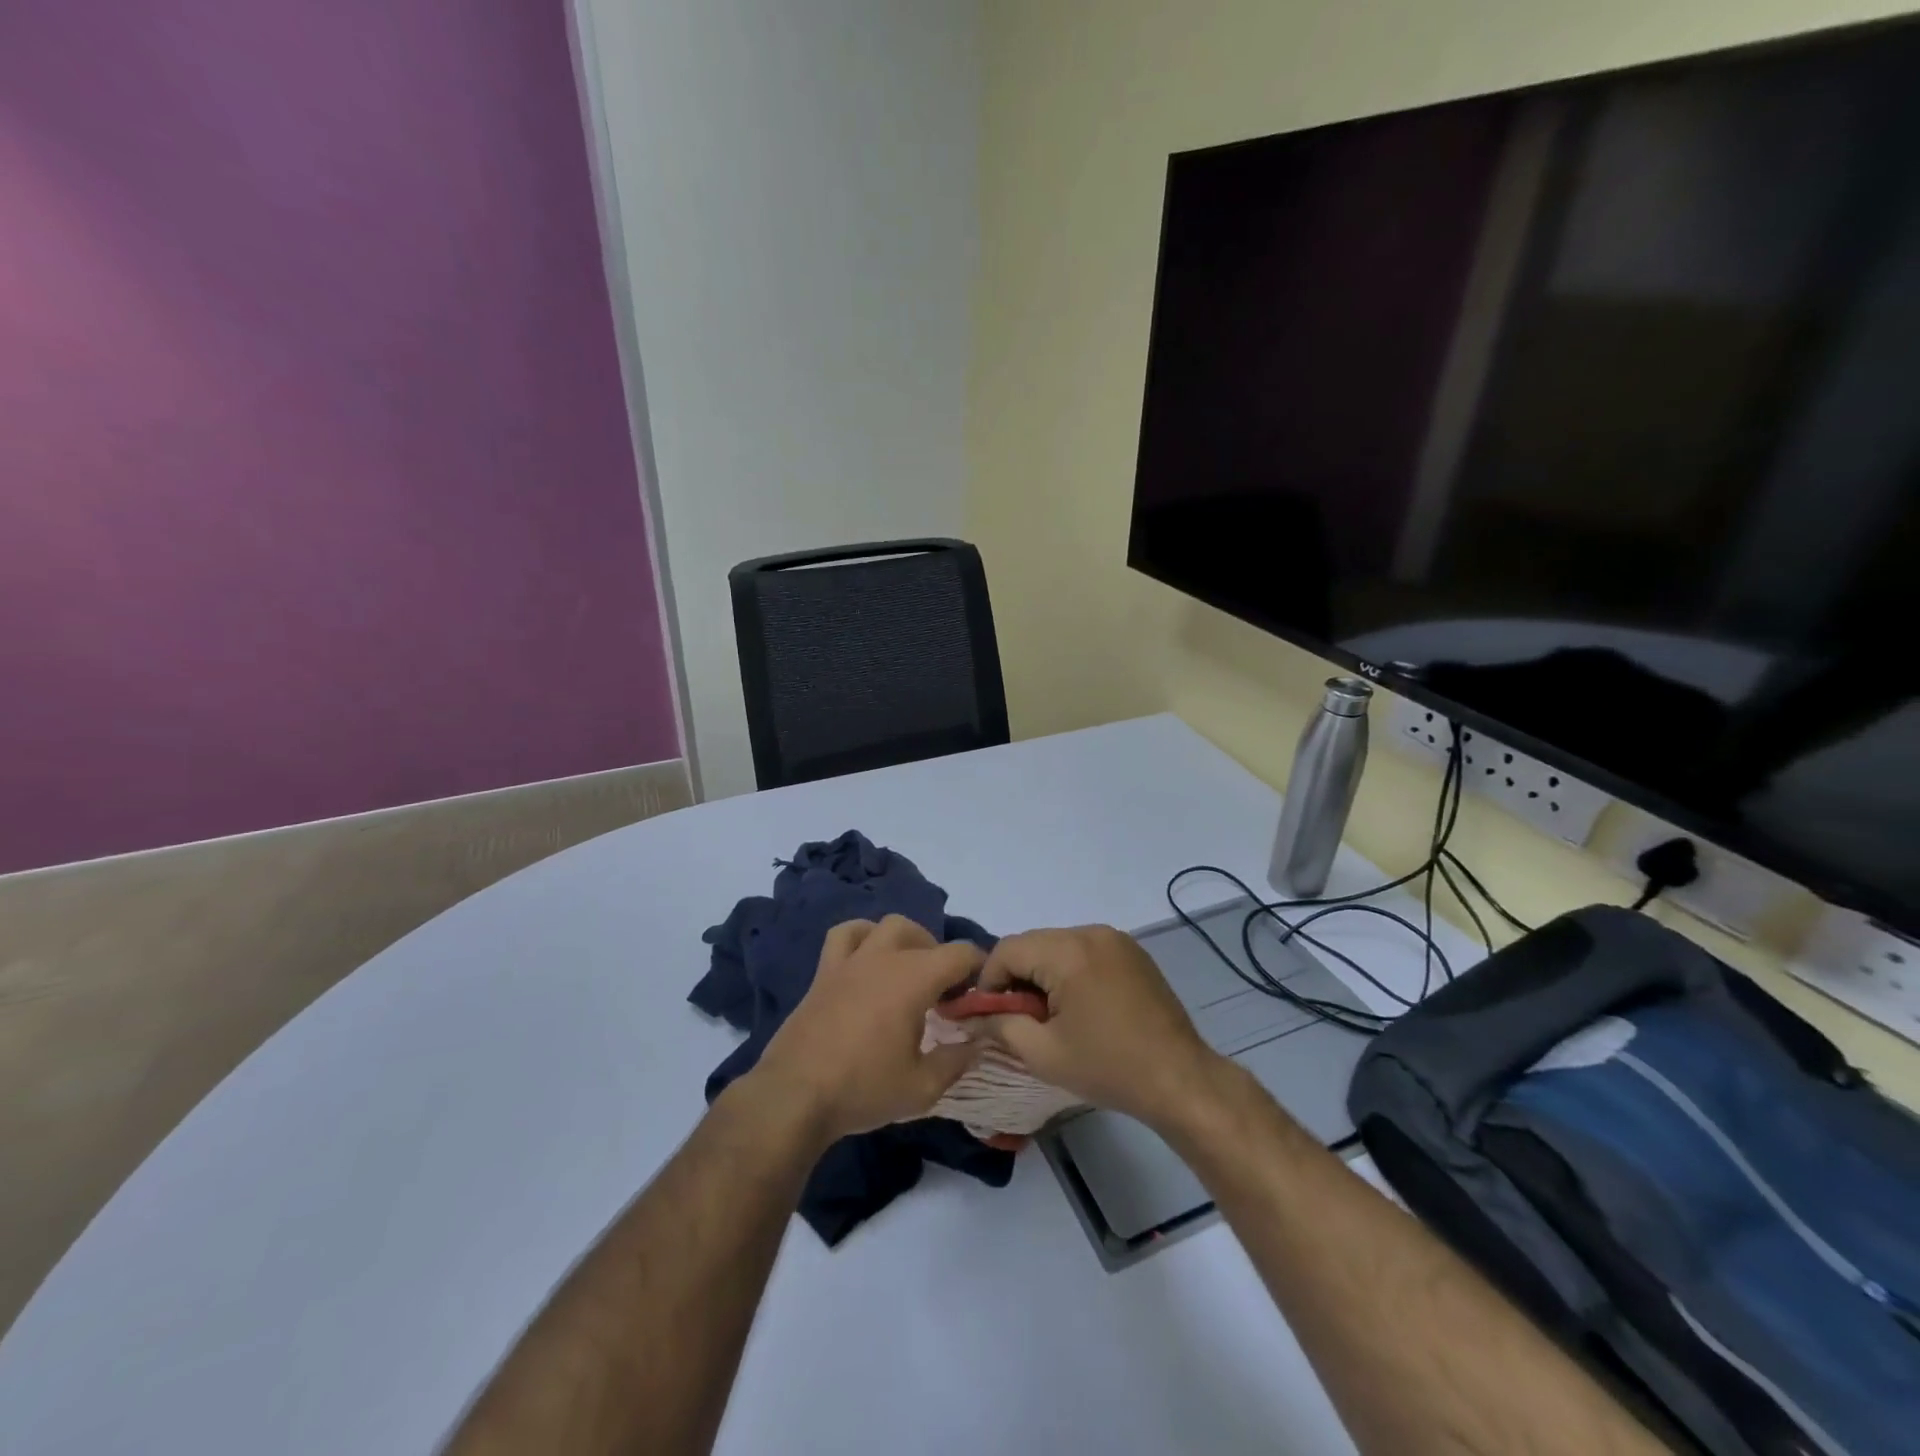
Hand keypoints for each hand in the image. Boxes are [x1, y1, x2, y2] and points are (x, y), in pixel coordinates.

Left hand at [751, 915, 984, 1144]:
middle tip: (944, 993)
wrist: (794, 1095)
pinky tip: (867, 961)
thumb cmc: (863, 1089)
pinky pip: (845, 935)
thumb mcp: (922, 1087)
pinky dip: (862, 937)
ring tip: (909, 971)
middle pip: (924, 935)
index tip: (982, 994)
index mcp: (914, 979)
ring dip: (906, 941)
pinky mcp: (824, 972)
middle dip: (941, 957)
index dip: (980, 967)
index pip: (961, 953)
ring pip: (886, 926)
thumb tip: (979, 1042)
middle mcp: (884, 958)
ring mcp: (851, 961)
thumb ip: (957, 1060)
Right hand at [973, 926, 1227, 1130]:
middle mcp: (1091, 932)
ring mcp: (1116, 939)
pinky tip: (1081, 1007)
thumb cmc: (1109, 1068)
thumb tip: (971, 1015)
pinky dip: (1071, 971)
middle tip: (1019, 1019)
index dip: (990, 981)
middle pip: (1033, 944)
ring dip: (1044, 974)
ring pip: (1058, 946)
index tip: (991, 1016)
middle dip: (1017, 978)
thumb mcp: (1043, 1053)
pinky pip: (1085, 950)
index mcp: (1068, 951)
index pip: (1008, 949)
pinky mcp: (1132, 951)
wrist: (1180, 1080)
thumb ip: (1000, 1026)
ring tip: (1050, 1016)